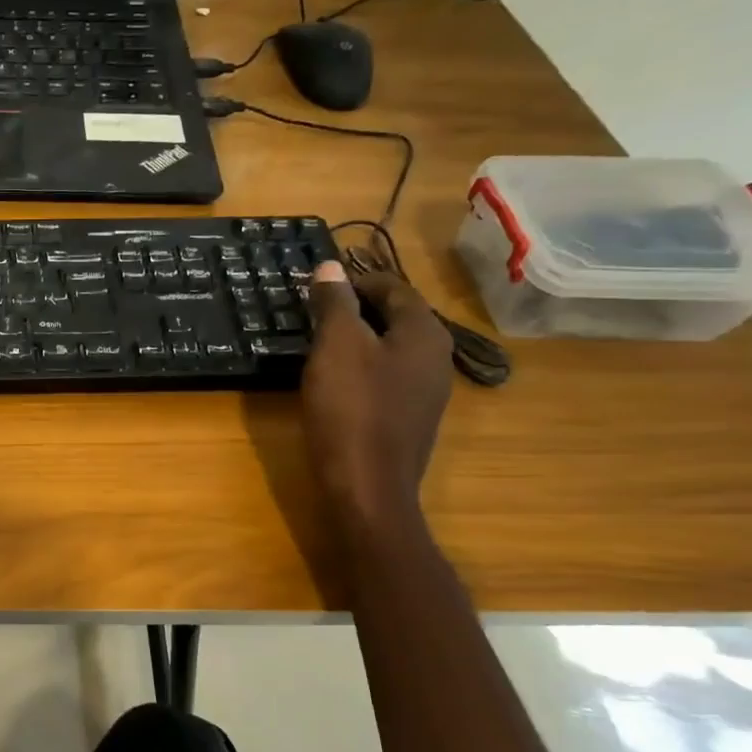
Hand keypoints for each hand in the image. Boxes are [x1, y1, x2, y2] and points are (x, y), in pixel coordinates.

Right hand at [302, 259, 452, 528]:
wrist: (367, 486)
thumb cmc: (351, 408)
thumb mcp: (336, 347)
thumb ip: (334, 303)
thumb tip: (330, 266)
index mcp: (424, 333)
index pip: (394, 288)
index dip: (356, 280)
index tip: (319, 284)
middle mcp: (436, 357)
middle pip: (396, 317)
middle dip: (357, 309)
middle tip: (315, 310)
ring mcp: (427, 391)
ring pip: (391, 348)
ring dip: (359, 339)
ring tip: (320, 342)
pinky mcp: (410, 419)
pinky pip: (388, 377)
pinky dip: (363, 367)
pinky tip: (336, 380)